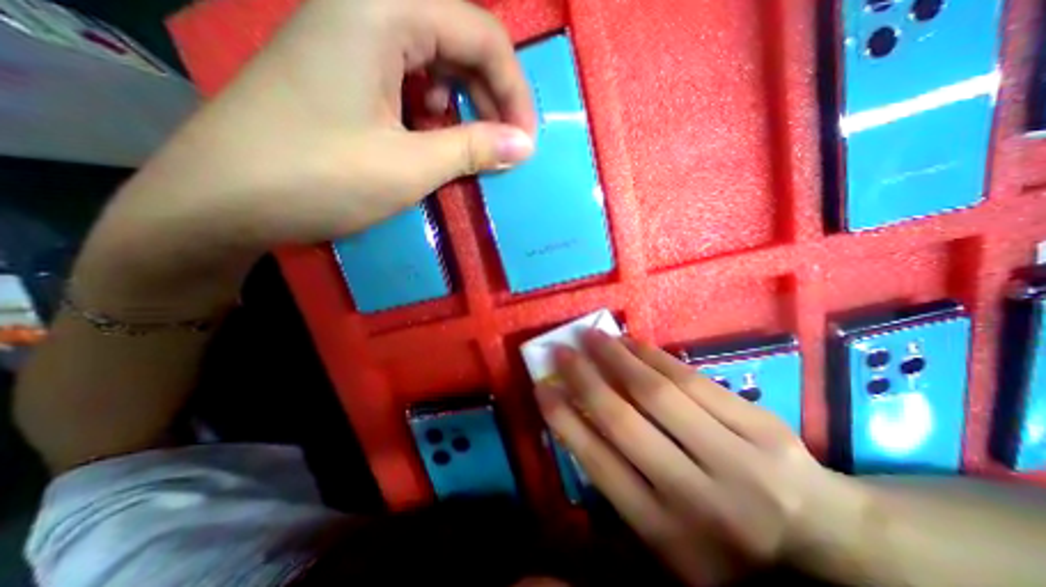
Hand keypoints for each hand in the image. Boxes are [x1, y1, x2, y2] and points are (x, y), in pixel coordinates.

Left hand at [75, 0, 532, 317]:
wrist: (221, 202)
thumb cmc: (319, 179)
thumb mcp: (410, 166)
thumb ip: (474, 148)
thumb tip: (524, 146)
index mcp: (381, 9)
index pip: (481, 33)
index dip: (514, 90)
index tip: (525, 141)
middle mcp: (365, 7)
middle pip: (459, 41)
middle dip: (492, 97)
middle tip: (506, 147)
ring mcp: (349, 39)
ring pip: (435, 61)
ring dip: (464, 105)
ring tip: (471, 145)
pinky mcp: (342, 72)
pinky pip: (408, 80)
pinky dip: (434, 110)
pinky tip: (432, 138)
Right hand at [535, 333, 871, 583]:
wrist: (819, 535)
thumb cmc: (723, 537)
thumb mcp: (664, 532)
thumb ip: (619, 483)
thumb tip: (576, 420)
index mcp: (665, 532)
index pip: (598, 463)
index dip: (564, 419)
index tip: (542, 387)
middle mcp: (695, 496)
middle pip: (624, 421)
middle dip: (584, 379)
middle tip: (562, 350)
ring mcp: (735, 458)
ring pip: (658, 392)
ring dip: (616, 357)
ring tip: (592, 336)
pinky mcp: (760, 427)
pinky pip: (692, 379)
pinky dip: (654, 356)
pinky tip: (631, 342)